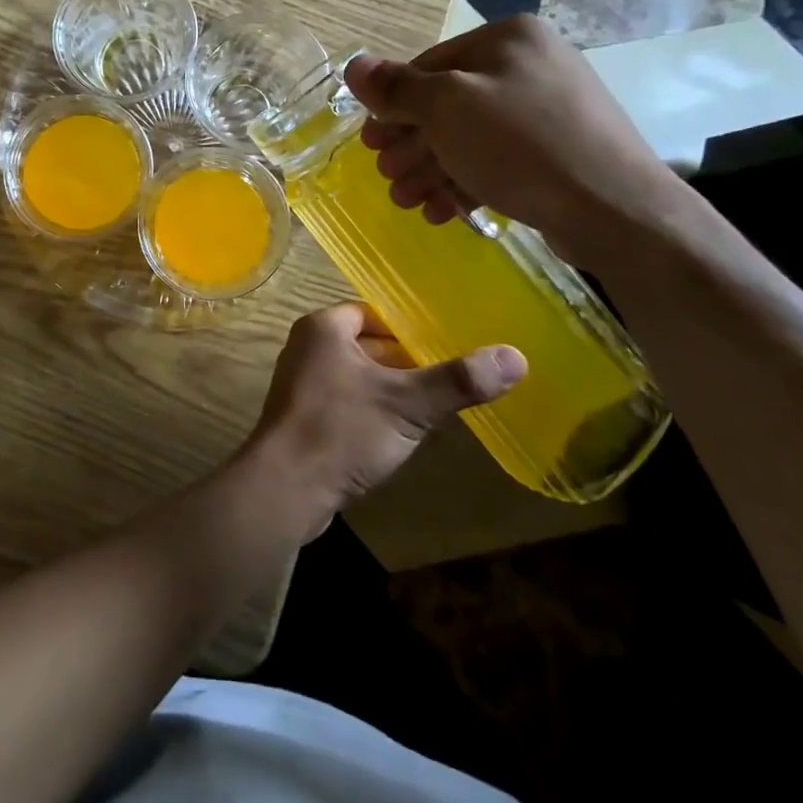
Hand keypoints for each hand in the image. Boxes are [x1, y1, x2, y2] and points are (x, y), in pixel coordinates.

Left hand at [241, 303, 524, 540]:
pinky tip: (398, 433)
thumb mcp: (407, 403)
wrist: (286, 489)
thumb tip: (516, 356)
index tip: (447, 344)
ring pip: (357, 375)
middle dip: (404, 361)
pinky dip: (370, 411)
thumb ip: (458, 380)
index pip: (374, 313)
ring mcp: (301, 384)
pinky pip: (345, 402)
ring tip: (432, 404)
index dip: (409, 328)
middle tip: (449, 375)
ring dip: (389, 388)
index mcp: (324, 328)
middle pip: (366, 344)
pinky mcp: (302, 418)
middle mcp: (307, 347)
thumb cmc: (342, 431)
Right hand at [344, 15, 683, 270]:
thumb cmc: (520, 145)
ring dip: (430, 169)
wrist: (616, 210)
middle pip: (448, 105)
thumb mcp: (446, 108)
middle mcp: (530, 66)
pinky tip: (441, 212)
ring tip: (406, 201)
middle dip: (411, 145)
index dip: (393, 105)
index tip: (370, 142)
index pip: (429, 65)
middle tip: (386, 175)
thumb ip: (397, 88)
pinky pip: (498, 161)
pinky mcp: (558, 153)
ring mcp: (548, 111)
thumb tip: (353, 65)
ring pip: (470, 137)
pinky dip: (465, 183)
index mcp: (508, 39)